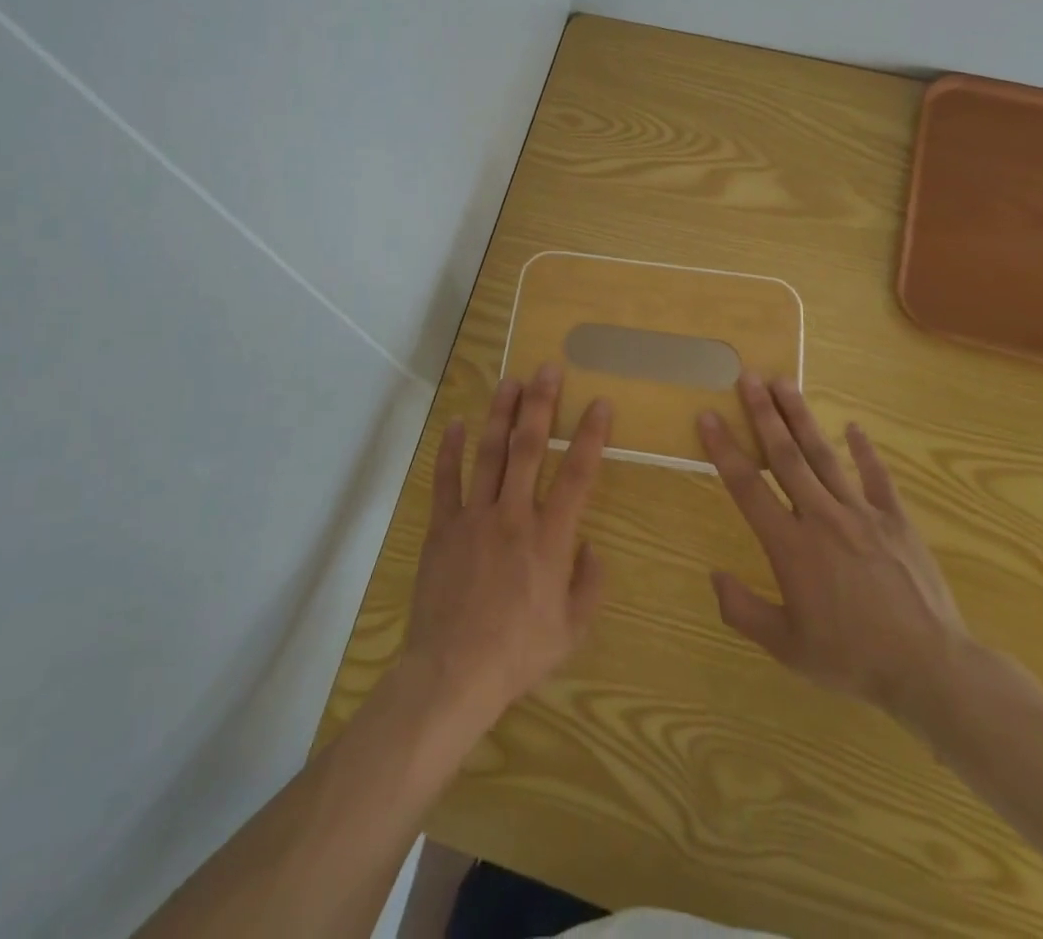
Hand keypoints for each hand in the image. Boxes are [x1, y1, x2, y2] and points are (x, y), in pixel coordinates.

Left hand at [404, 363, 609, 727]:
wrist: (453, 673)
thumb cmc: (518, 653)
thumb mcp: (572, 629)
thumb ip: (590, 584)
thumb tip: (592, 546)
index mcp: (550, 538)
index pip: (578, 475)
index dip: (592, 436)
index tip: (600, 403)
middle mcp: (513, 515)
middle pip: (529, 448)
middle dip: (541, 404)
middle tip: (548, 368)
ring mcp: (474, 517)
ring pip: (489, 453)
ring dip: (500, 414)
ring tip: (510, 381)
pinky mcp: (442, 527)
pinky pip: (446, 481)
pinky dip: (450, 450)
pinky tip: (457, 423)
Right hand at [700, 373, 972, 736]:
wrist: (930, 669)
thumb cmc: (852, 658)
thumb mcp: (787, 647)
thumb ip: (744, 610)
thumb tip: (714, 576)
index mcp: (790, 545)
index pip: (747, 486)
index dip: (724, 448)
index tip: (708, 415)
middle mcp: (821, 516)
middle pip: (785, 455)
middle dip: (763, 413)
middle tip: (749, 376)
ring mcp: (862, 513)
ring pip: (824, 454)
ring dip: (801, 417)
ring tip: (785, 382)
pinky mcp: (896, 519)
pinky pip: (877, 476)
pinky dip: (865, 450)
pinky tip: (854, 426)